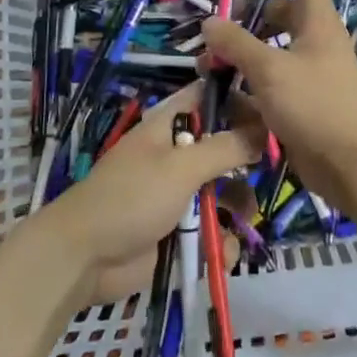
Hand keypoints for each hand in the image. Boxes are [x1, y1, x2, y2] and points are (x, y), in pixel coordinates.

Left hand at [37, 82, 261, 302]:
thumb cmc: (131, 198)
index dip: (237, 98)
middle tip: (269, 172)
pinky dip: (219, 241)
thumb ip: (226, 147)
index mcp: (168, 127)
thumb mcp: (181, 167)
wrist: (84, 258)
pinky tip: (222, 253)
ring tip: (245, 220)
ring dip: (236, 207)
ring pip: (221, 192)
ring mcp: (175, 195)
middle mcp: (174, 156)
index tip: (272, 108)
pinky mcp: (176, 231)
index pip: (207, 98)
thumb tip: (264, 129)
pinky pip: (210, 230)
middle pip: (221, 148)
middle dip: (245, 163)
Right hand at [200, 0, 356, 208]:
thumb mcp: (270, 69)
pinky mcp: (303, 104)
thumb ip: (237, 44)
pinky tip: (222, 94)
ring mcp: (311, 75)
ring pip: (273, 51)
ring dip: (242, 53)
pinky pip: (272, 83)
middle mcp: (316, 44)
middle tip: (216, 22)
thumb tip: (209, 23)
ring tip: (208, 62)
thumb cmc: (315, 105)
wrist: (351, 166)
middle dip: (249, 15)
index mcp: (318, 24)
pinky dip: (249, 84)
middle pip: (282, 15)